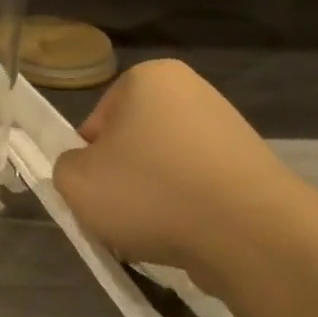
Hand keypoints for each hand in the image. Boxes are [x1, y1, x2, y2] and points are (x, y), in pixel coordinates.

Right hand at [52, 60, 313, 290]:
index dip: (89, 161)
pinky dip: (187, 212)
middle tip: (119, 216)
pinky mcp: (252, 169)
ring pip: (164, 170)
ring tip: (153, 235)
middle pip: (132, 146)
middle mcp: (192, 92)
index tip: (96, 191)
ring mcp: (228, 130)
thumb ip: (65, 168)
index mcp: (148, 78)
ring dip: (153, 200)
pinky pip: (199, 189)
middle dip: (123, 182)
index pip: (96, 123)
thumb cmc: (151, 192)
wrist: (251, 234)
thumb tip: (87, 172)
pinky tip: (186, 238)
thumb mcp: (76, 181)